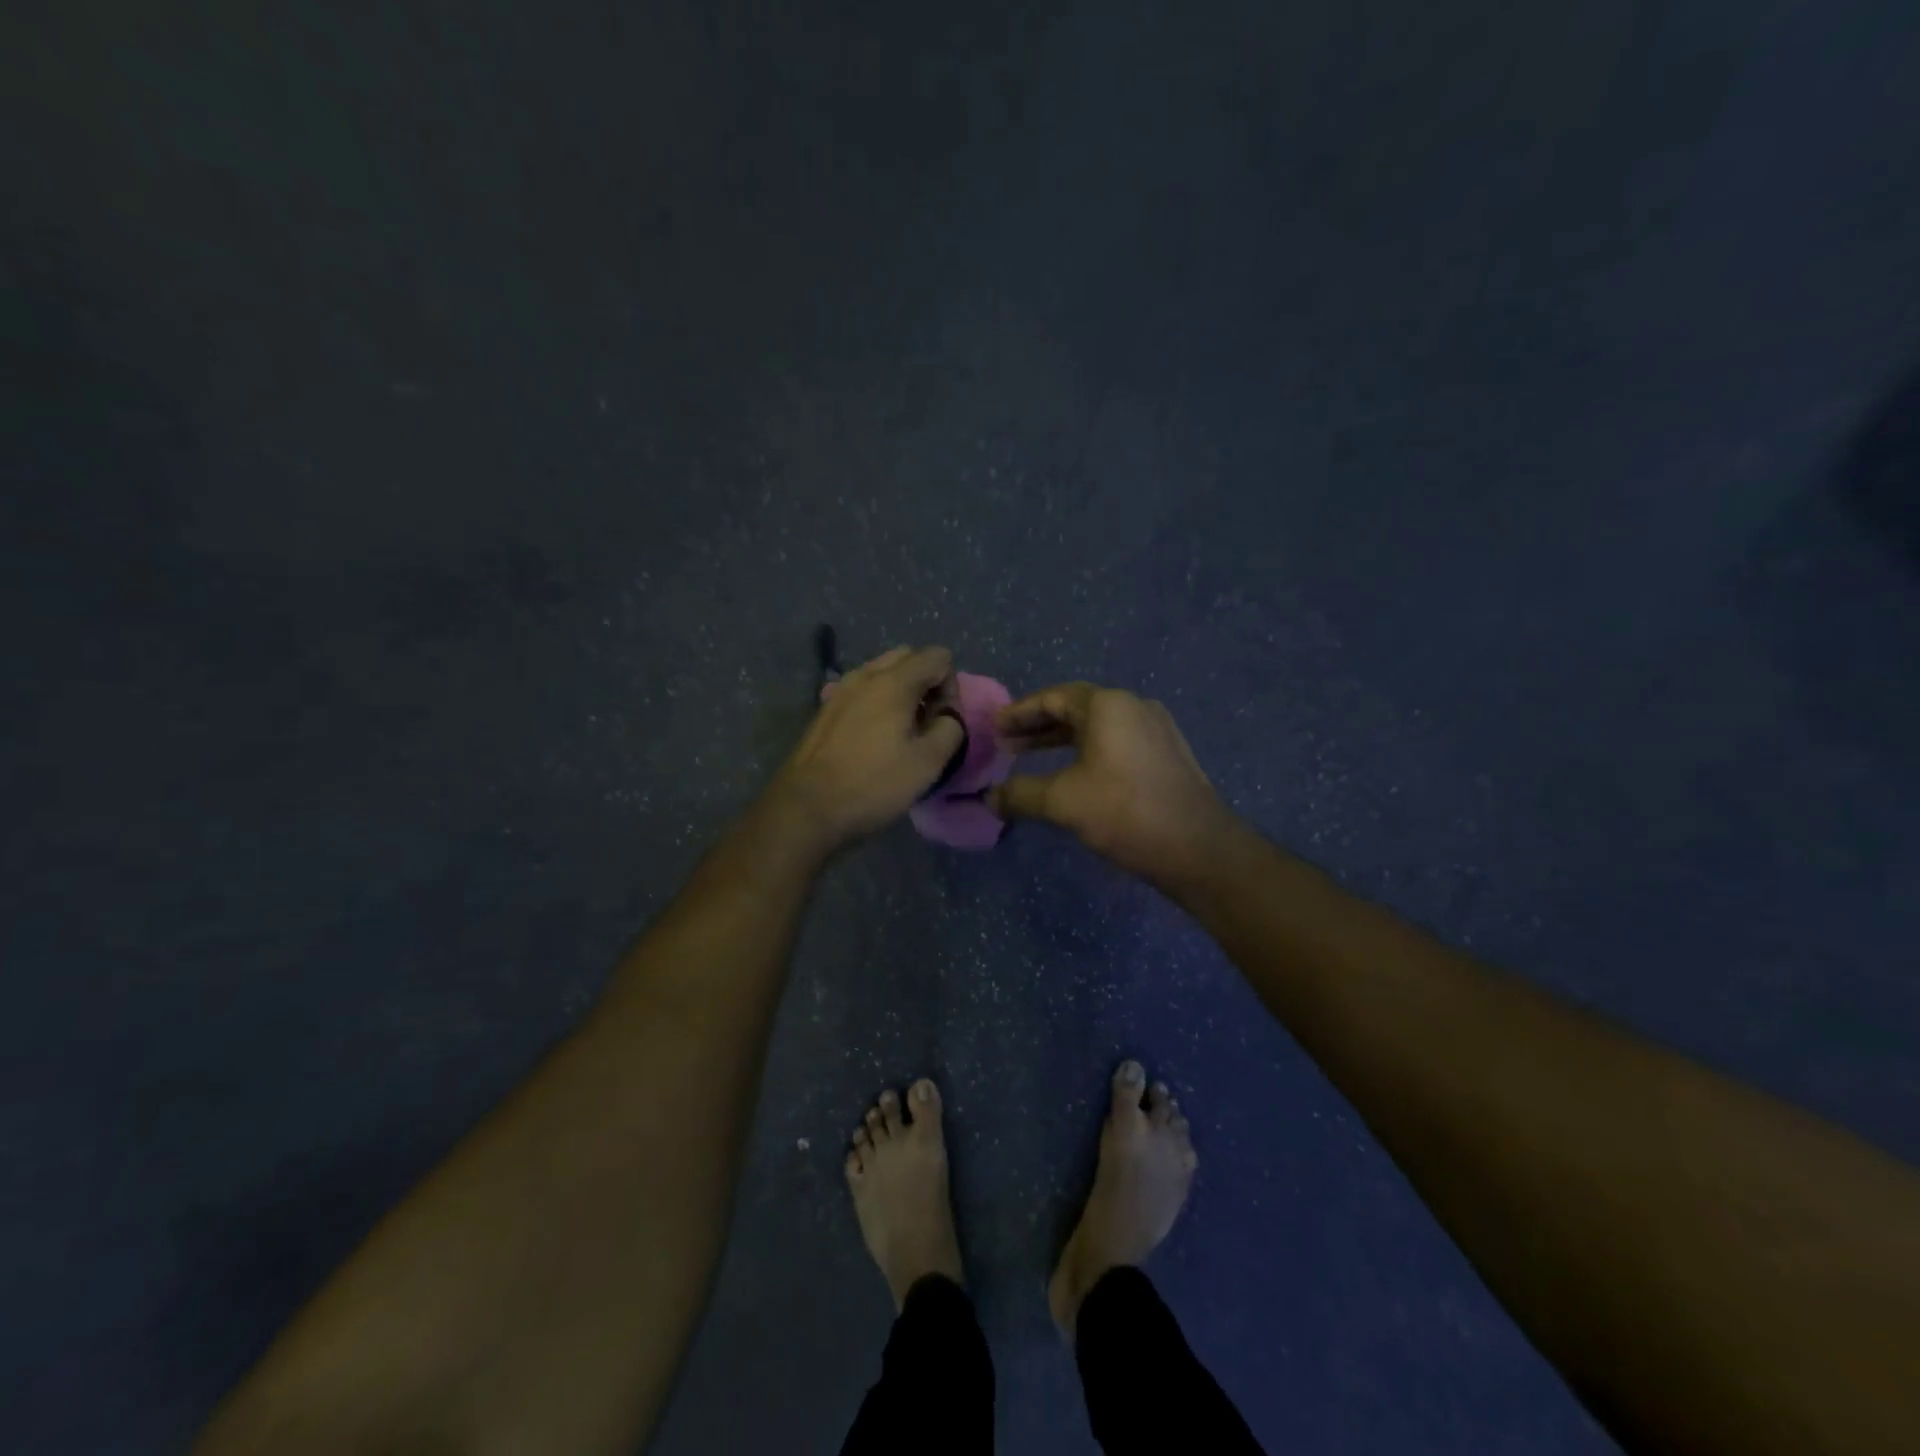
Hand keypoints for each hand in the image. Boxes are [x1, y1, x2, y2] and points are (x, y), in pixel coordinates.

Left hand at [771, 646, 965, 851]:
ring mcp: (840, 690)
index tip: (944, 722)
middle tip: (927, 722)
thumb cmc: (873, 784)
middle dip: (927, 682)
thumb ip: (950, 729)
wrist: (807, 807)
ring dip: (902, 692)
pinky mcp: (826, 710)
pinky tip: (875, 740)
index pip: (938, 657)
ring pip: (882, 673)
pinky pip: (862, 691)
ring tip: (902, 733)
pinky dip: (878, 703)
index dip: (951, 687)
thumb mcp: (928, 763)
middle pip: (908, 658)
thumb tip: (947, 717)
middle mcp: (865, 675)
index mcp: (894, 681)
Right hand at [989, 683, 1232, 884]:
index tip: (995, 727)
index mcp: (1109, 706)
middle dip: (1038, 725)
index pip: (1053, 697)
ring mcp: (1156, 730)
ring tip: (1031, 758)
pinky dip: (1087, 751)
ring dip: (1061, 740)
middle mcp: (1134, 707)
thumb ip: (1021, 795)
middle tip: (1007, 744)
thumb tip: (989, 799)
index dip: (1020, 712)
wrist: (1199, 848)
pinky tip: (1073, 775)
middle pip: (1075, 708)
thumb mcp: (1063, 802)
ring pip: (1097, 727)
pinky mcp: (1167, 755)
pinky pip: (1116, 742)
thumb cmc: (1125, 812)